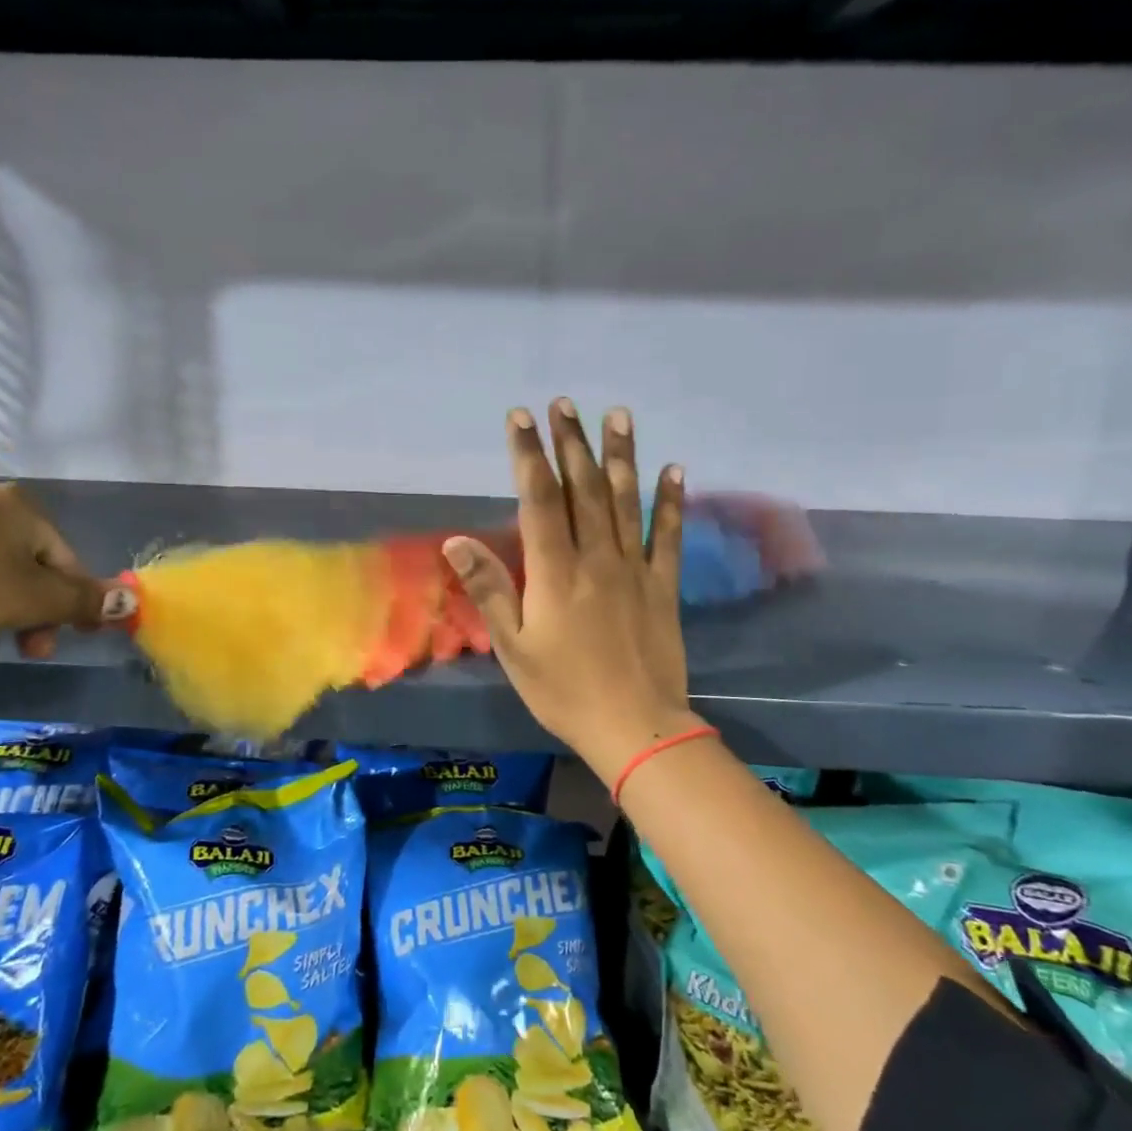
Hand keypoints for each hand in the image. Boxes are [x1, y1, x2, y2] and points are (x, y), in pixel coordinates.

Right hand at [444, 400, 705, 783]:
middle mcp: (596, 558)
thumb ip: (488, 590)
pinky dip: (671, 500)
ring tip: (617, 415)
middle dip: (571, 443)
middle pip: (583, 488)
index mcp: (555, 572)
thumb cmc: (563, 690)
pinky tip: (675, 469)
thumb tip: (456, 540)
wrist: (634, 726)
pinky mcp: (662, 585)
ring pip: (625, 500)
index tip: (521, 418)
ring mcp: (634, 568)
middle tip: (564, 404)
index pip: (539, 499)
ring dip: (620, 455)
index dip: (529, 455)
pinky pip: (668, 535)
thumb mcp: (513, 647)